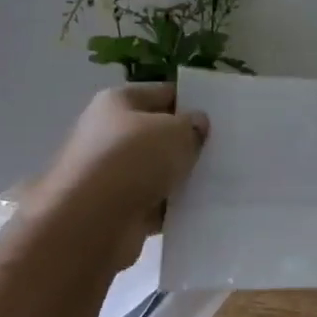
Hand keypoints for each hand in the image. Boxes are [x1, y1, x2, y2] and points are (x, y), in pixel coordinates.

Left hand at [35, 84, 208, 266]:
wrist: (90, 223)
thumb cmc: (131, 161)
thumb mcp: (175, 132)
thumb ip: (193, 125)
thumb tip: (197, 125)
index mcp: (117, 103)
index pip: (163, 93)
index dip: (193, 101)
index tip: (222, 115)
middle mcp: (110, 134)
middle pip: (159, 133)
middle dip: (189, 141)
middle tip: (225, 147)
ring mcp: (112, 174)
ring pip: (159, 169)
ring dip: (183, 176)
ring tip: (221, 178)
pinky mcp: (118, 209)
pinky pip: (156, 202)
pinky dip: (174, 206)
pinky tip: (202, 207)